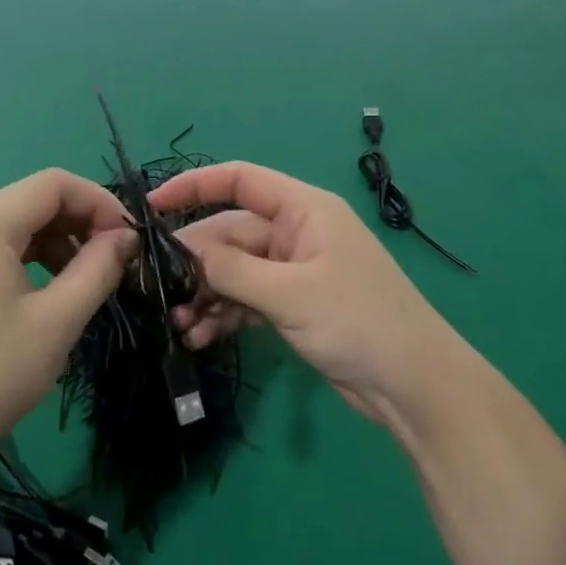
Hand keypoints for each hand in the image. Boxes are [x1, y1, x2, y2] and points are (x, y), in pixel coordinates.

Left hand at [0, 169, 135, 480]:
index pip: (54, 183)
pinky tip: (49, 292)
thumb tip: (127, 236)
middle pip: (34, 199)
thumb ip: (99, 268)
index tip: (129, 238)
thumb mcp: (58, 321)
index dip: (99, 201)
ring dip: (58, 241)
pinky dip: (31, 258)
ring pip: (17, 224)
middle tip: (114, 259)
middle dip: (81, 221)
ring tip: (85, 280)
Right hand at [148, 163, 462, 422]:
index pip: (240, 180)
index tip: (153, 207)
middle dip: (196, 262)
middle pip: (232, 233)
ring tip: (179, 325)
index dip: (194, 186)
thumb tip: (182, 250)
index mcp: (303, 210)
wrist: (412, 384)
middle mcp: (296, 233)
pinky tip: (200, 338)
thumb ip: (232, 269)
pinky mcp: (294, 305)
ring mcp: (295, 270)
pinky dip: (225, 314)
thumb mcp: (289, 293)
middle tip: (158, 291)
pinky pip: (248, 299)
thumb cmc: (356, 321)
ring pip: (236, 271)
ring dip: (206, 294)